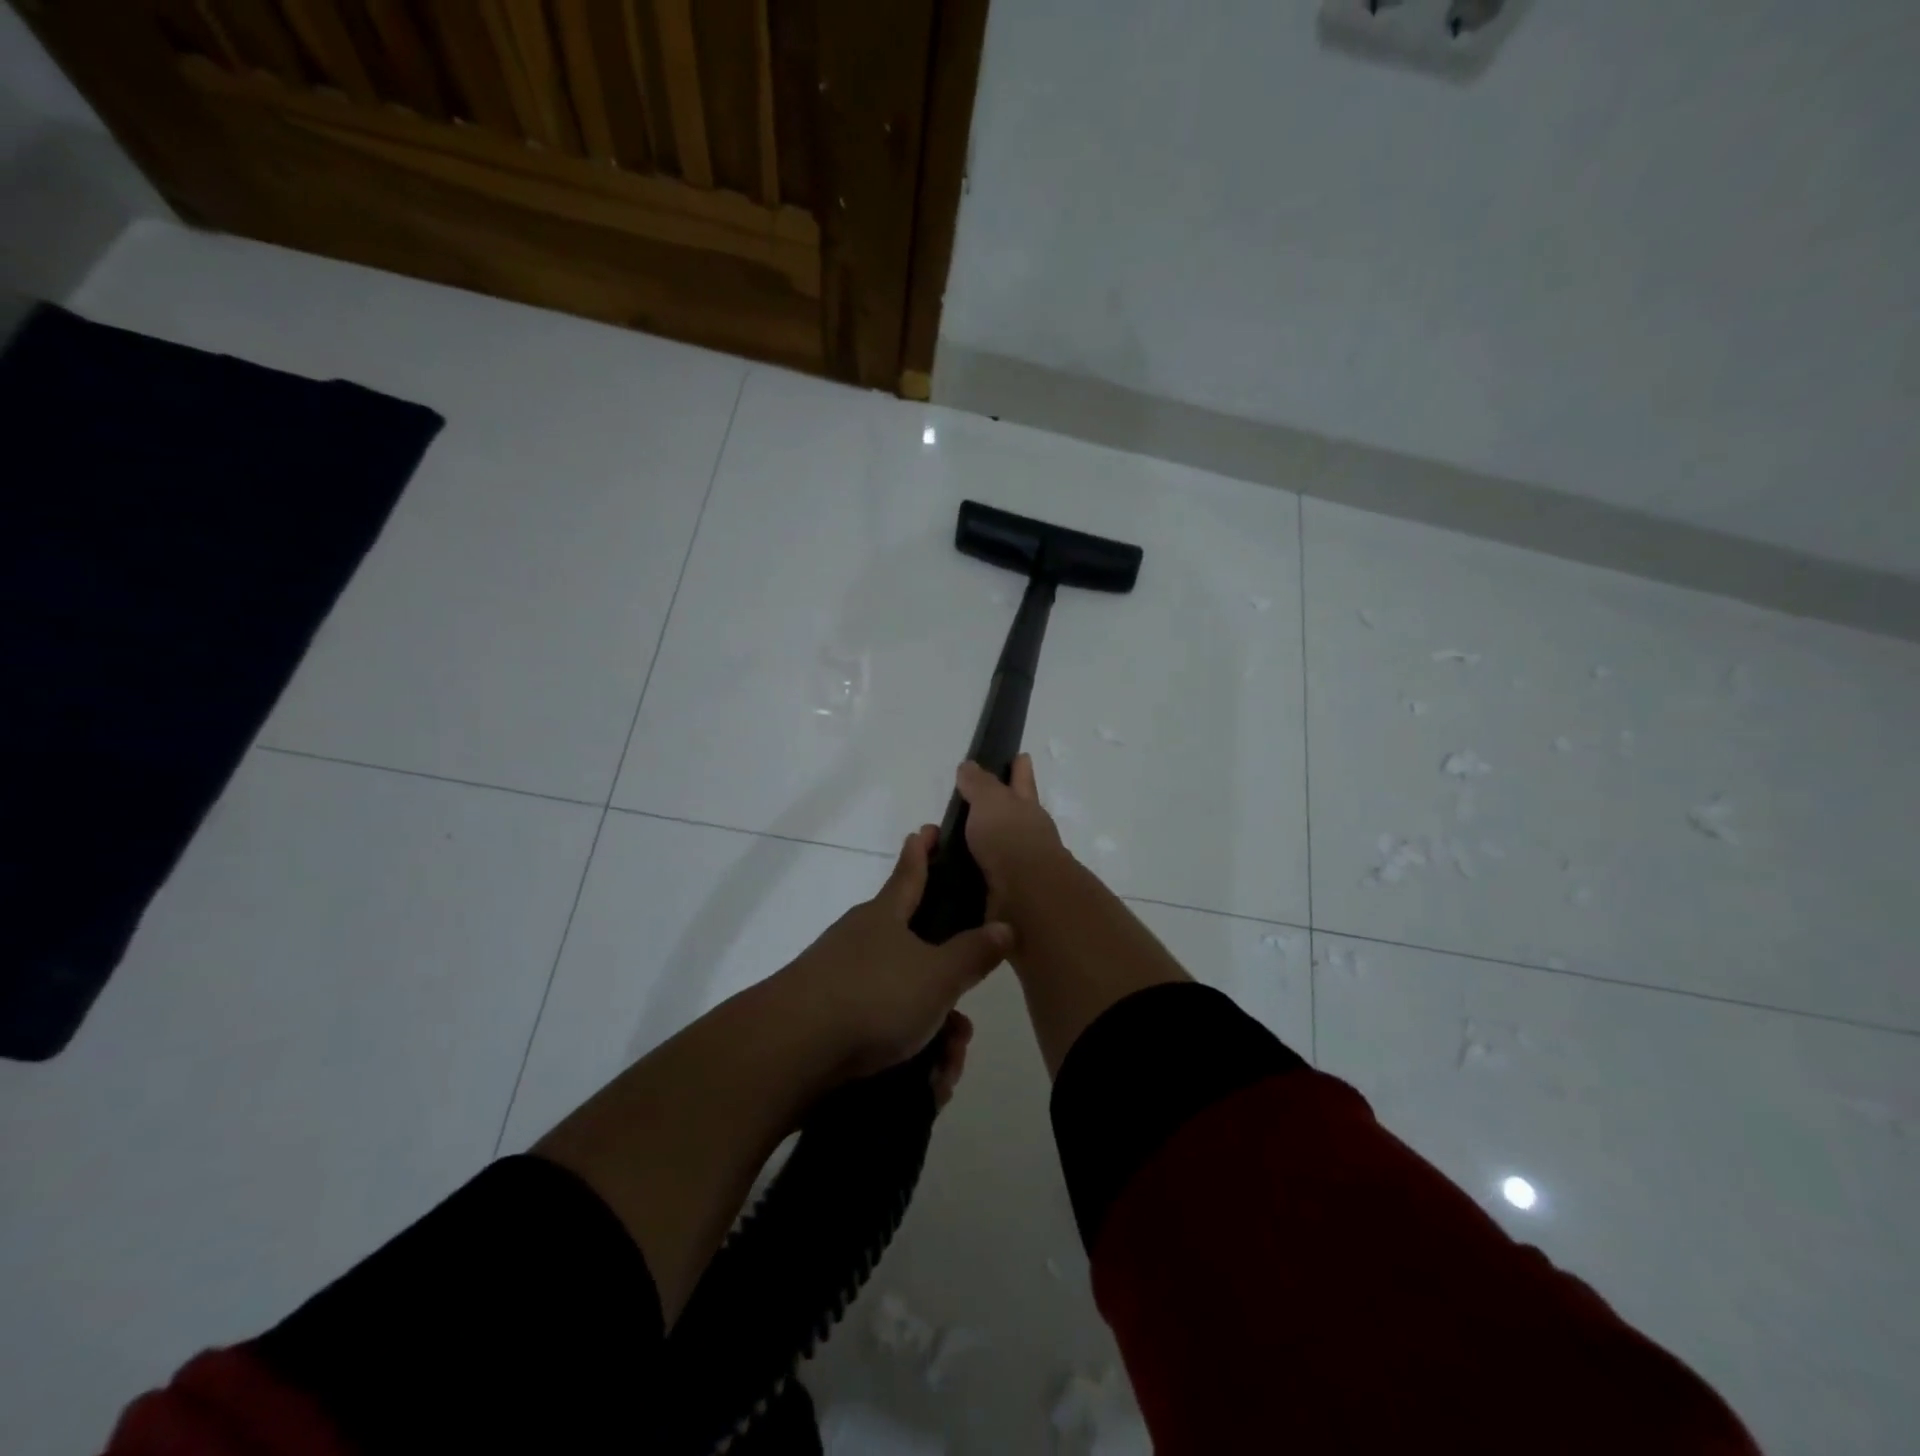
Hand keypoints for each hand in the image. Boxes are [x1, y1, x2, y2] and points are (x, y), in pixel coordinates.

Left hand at [776, 826, 1011, 1088]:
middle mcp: (863, 941)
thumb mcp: (937, 975)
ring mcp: (843, 981)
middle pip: (919, 955)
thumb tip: (1005, 926)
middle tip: (963, 1028)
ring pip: (906, 1002)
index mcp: (886, 916)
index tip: (928, 829)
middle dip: (948, 993)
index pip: (911, 872)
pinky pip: (884, 1034)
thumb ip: (974, 953)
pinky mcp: (831, 1023)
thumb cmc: (873, 996)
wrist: (791, 1053)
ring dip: (933, 1036)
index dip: (923, 851)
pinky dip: (909, 1057)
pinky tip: (924, 1087)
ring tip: (945, 1070)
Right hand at [955, 755, 1066, 911]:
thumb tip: (969, 766)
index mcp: (1025, 807)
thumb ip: (979, 784)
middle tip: (967, 806)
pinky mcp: (1003, 895)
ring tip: (944, 845)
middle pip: (1010, 817)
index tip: (1021, 756)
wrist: (1026, 896)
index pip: (1022, 781)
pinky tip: (949, 876)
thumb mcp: (991, 801)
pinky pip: (981, 878)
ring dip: (974, 847)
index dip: (1020, 770)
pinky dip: (967, 875)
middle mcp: (1025, 835)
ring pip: (994, 849)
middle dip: (996, 810)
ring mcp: (1017, 866)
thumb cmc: (1010, 838)